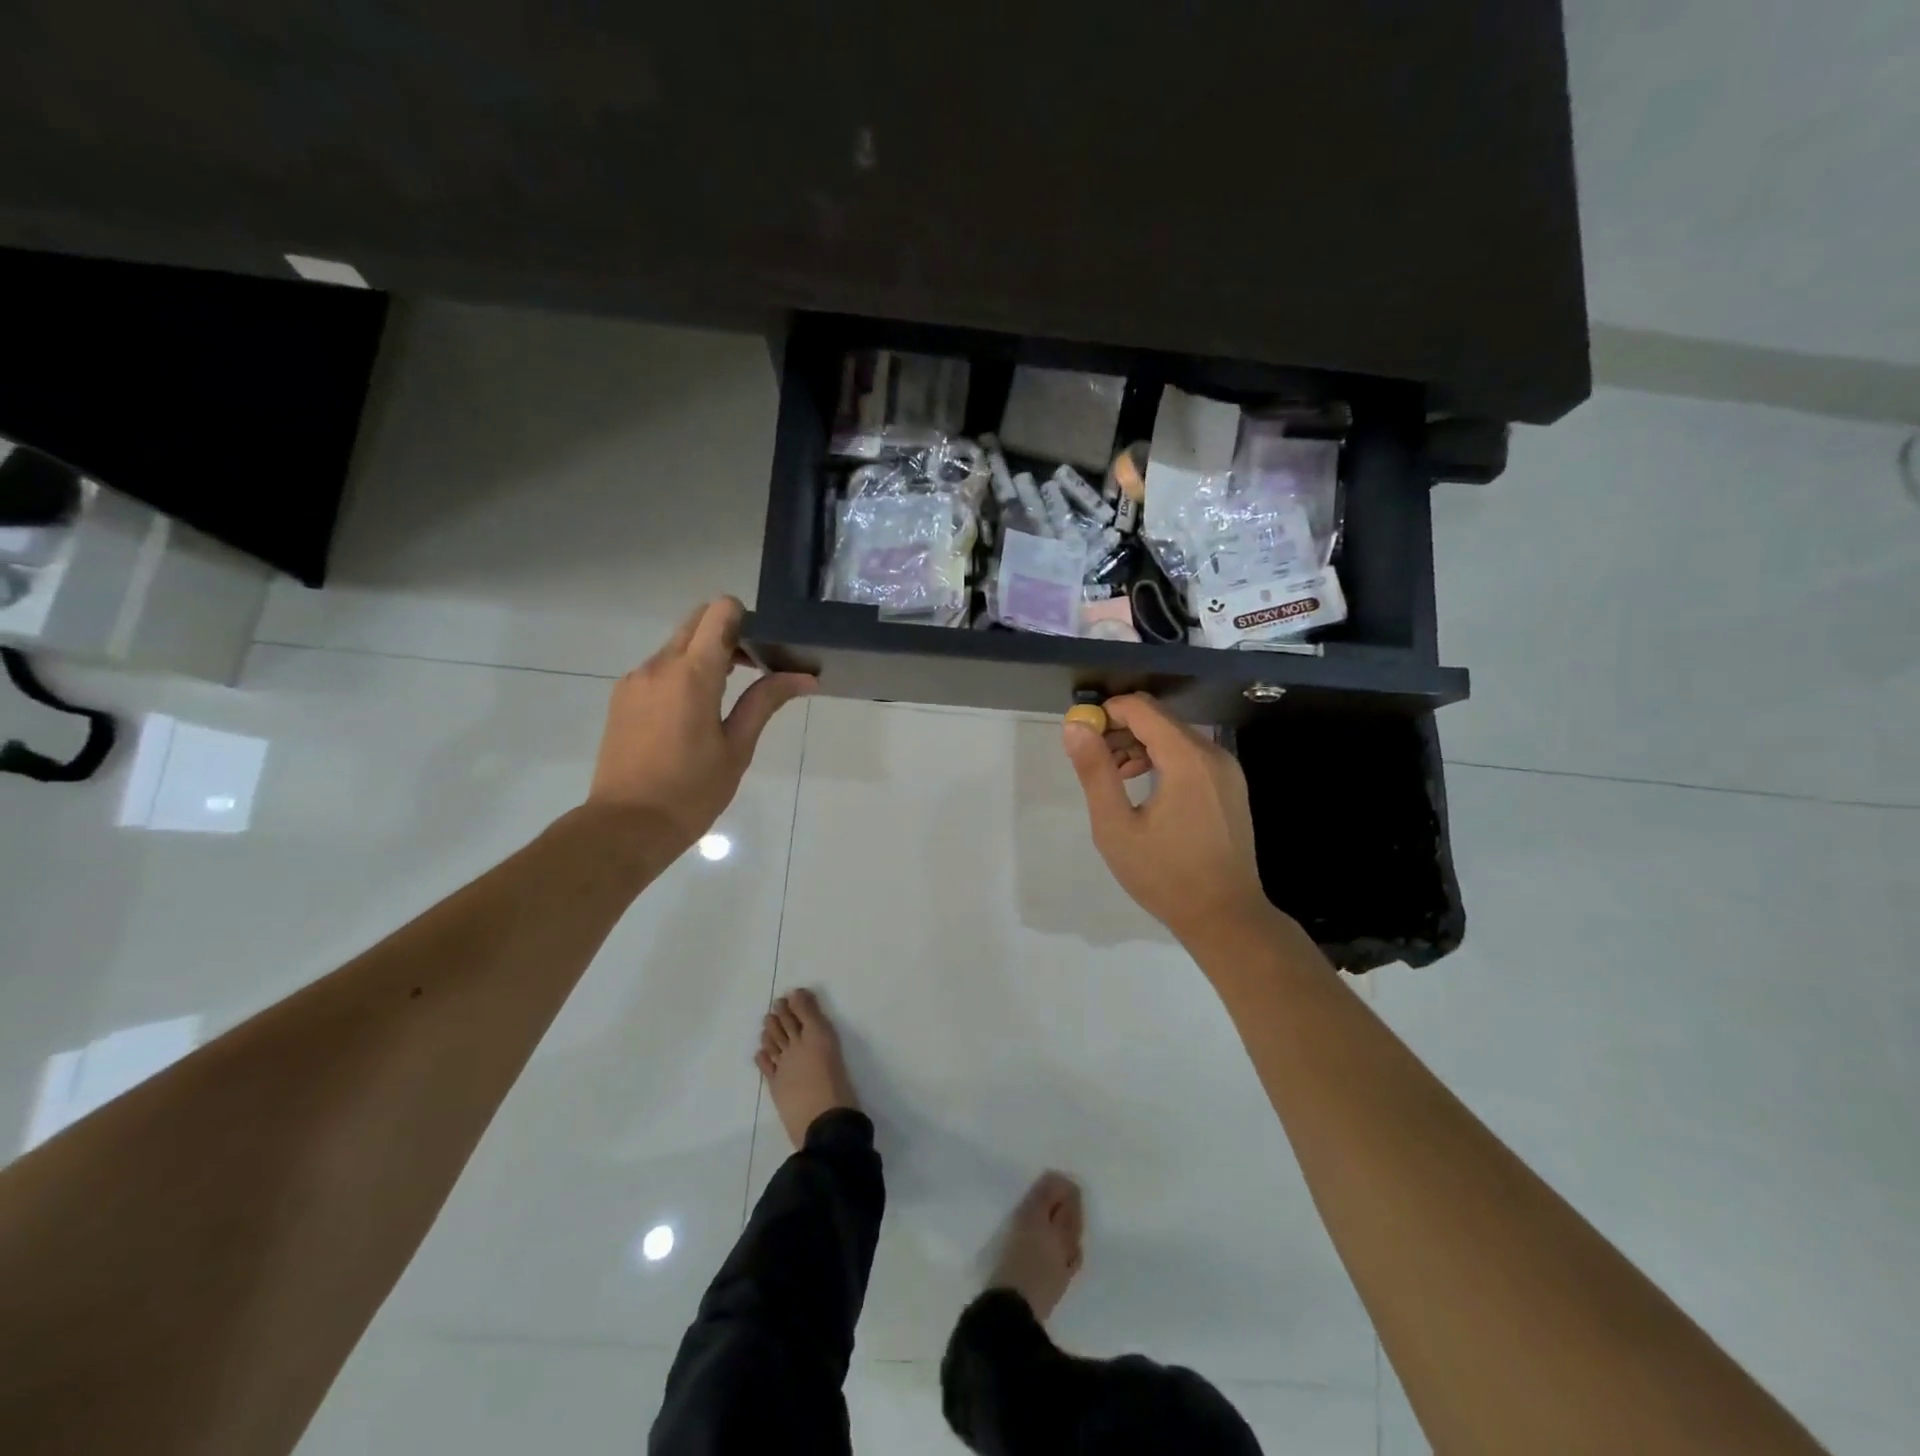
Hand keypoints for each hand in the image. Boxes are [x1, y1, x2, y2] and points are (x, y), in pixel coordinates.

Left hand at [587, 597, 814, 851]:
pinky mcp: (622, 697)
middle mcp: (658, 665)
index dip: (745, 619)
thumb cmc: (691, 791)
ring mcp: (635, 680)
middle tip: (753, 670)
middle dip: (728, 634)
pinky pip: (659, 668)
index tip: (763, 649)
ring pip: (677, 645)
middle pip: (697, 621)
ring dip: (705, 655)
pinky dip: (683, 674)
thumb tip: (805, 677)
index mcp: (691, 674)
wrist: (627, 825)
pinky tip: (694, 715)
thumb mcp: (737, 747)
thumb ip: (766, 701)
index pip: (719, 612)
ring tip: (727, 697)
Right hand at [1062, 694, 1275, 946]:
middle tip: (1094, 764)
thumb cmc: (1165, 875)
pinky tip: (1145, 789)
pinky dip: (1162, 760)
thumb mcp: (1116, 826)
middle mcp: (1213, 754)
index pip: (1141, 708)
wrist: (1225, 917)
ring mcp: (1227, 770)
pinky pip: (1191, 756)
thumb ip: (1095, 771)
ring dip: (1140, 746)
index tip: (1081, 738)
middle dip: (1121, 731)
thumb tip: (1075, 726)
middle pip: (1159, 719)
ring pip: (1175, 736)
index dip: (1106, 714)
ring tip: (1115, 780)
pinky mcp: (1230, 786)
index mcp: (1187, 758)